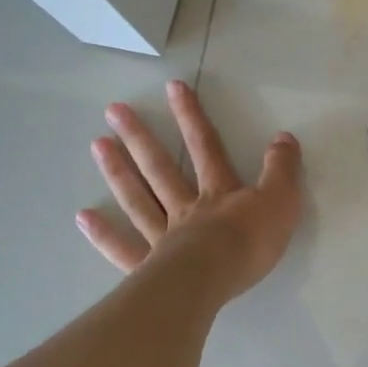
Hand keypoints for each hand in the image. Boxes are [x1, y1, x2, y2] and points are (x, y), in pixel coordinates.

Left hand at [78, 80, 301, 299]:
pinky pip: (123, 248)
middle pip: (160, 167)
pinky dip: (103, 233)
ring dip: (119, 171)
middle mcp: (186, 208)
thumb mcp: (281, 201)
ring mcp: (163, 237)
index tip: (171, 87)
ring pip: (138, 199)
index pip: (205, 145)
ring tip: (97, 145)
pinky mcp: (149, 269)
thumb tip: (284, 137)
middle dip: (140, 137)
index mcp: (219, 192)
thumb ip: (282, 169)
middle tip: (113, 111)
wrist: (214, 279)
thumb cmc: (249, 242)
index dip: (191, 116)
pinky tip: (83, 217)